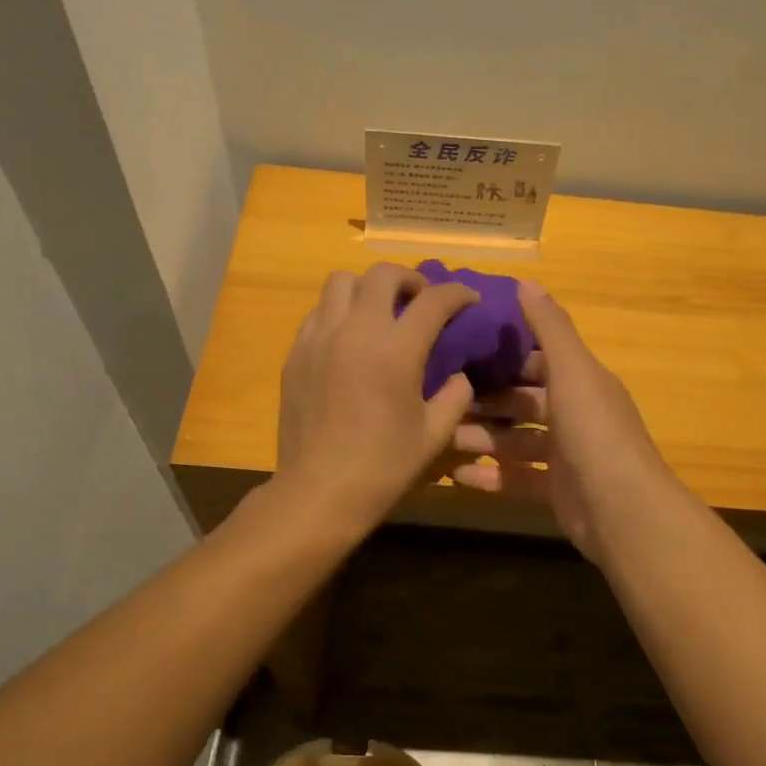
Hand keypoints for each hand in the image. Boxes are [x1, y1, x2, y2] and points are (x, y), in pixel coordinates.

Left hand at [275, 263, 479, 532]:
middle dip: (410, 279)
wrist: (319, 491)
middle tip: (421, 302)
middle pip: (383, 274)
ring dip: (368, 288)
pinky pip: (319, 311)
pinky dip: (340, 311)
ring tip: (381, 313)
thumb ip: (455, 396)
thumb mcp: (435, 435)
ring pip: (341, 281)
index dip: (458, 293)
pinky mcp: (296, 352)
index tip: (469, 300)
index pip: (434, 300)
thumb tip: (458, 374)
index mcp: (396, 350)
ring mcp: (320, 338)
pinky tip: (350, 339)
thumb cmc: (383, 466)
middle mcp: (355, 330)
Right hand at [447, 281, 679, 563]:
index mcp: (582, 382)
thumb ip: (550, 328)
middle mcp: (575, 414)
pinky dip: (489, 476)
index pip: (539, 359)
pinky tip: (456, 476)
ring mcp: (566, 456)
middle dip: (485, 399)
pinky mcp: (556, 491)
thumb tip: (526, 282)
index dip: (506, 353)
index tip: (463, 346)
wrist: (623, 511)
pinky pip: (516, 479)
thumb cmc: (595, 432)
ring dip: (481, 438)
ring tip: (440, 435)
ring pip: (515, 441)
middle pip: (522, 401)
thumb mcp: (573, 371)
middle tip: (440, 395)